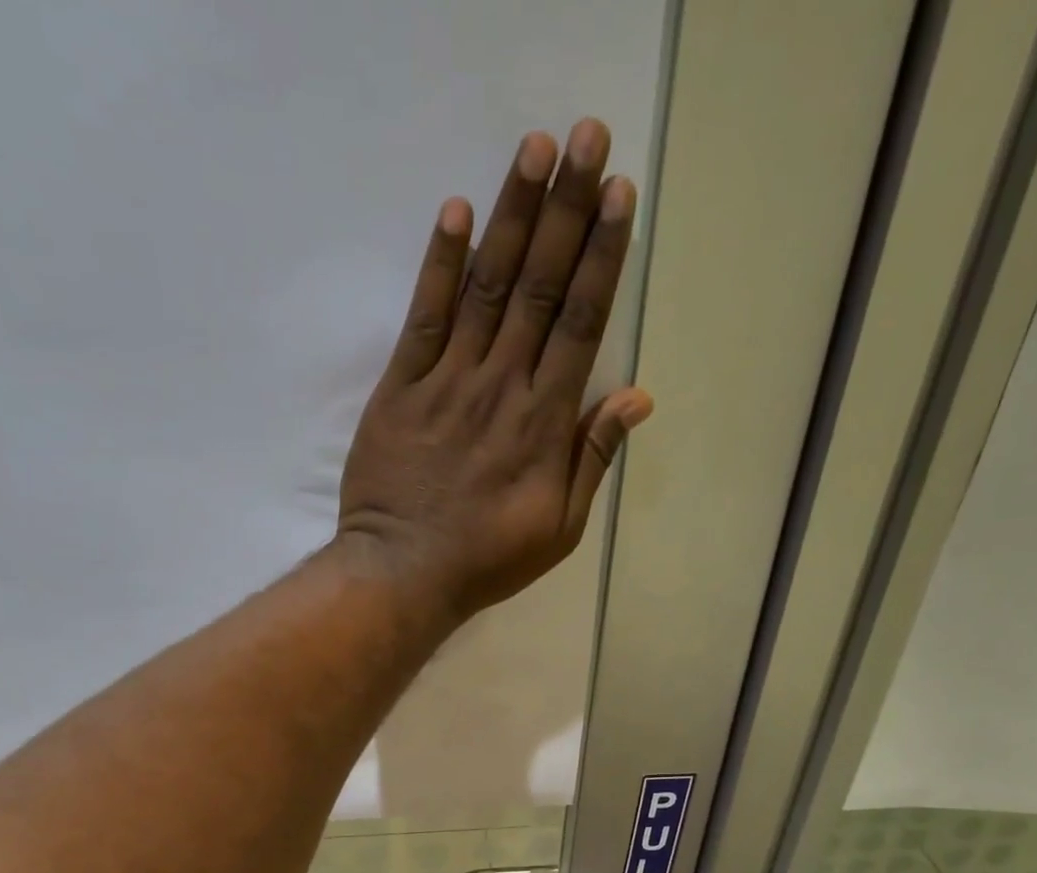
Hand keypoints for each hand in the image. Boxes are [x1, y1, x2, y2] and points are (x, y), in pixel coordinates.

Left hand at [337, 118, 653, 622]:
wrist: (403, 573)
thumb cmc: (488, 559)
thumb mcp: (560, 528)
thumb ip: (593, 458)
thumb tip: (636, 396)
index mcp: (544, 422)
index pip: (579, 322)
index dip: (600, 255)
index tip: (617, 194)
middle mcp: (501, 386)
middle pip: (539, 287)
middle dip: (565, 209)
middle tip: (586, 136)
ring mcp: (447, 382)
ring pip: (486, 287)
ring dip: (511, 215)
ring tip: (534, 149)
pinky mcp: (401, 388)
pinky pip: (423, 317)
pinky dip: (439, 265)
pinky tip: (455, 212)